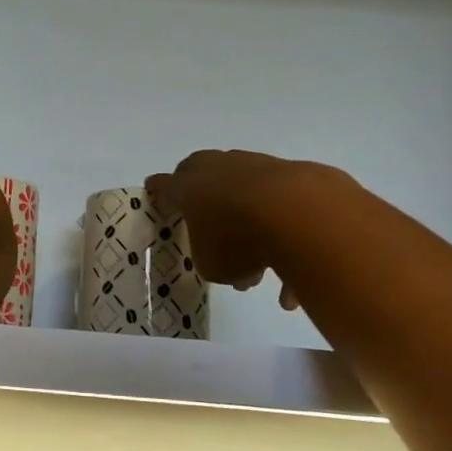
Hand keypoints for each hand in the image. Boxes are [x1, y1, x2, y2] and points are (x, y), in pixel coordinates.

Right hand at [147, 151, 342, 310]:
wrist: (297, 212)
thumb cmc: (237, 239)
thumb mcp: (211, 264)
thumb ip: (210, 259)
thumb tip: (227, 257)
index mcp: (188, 186)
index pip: (164, 186)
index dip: (159, 192)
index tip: (154, 190)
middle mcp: (219, 168)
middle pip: (205, 179)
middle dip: (207, 203)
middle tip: (210, 228)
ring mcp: (257, 166)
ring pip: (247, 194)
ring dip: (250, 225)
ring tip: (261, 268)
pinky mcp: (292, 174)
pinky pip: (281, 207)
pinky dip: (284, 239)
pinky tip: (290, 285)